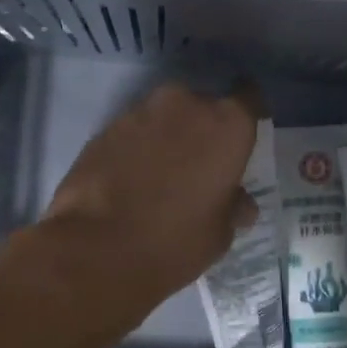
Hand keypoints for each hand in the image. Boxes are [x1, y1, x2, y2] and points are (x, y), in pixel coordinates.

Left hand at [39, 82, 258, 313]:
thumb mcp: (219, 233)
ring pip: (165, 117)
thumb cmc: (176, 241)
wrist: (97, 249)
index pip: (250, 98)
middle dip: (202, 129)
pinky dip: (137, 148)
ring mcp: (141, 112)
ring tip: (161, 176)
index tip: (241, 137)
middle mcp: (186, 105)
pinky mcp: (105, 128)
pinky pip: (133, 132)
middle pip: (203, 106)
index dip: (247, 114)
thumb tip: (239, 203)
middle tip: (199, 165)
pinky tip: (131, 180)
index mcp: (227, 125)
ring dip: (167, 137)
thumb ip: (233, 206)